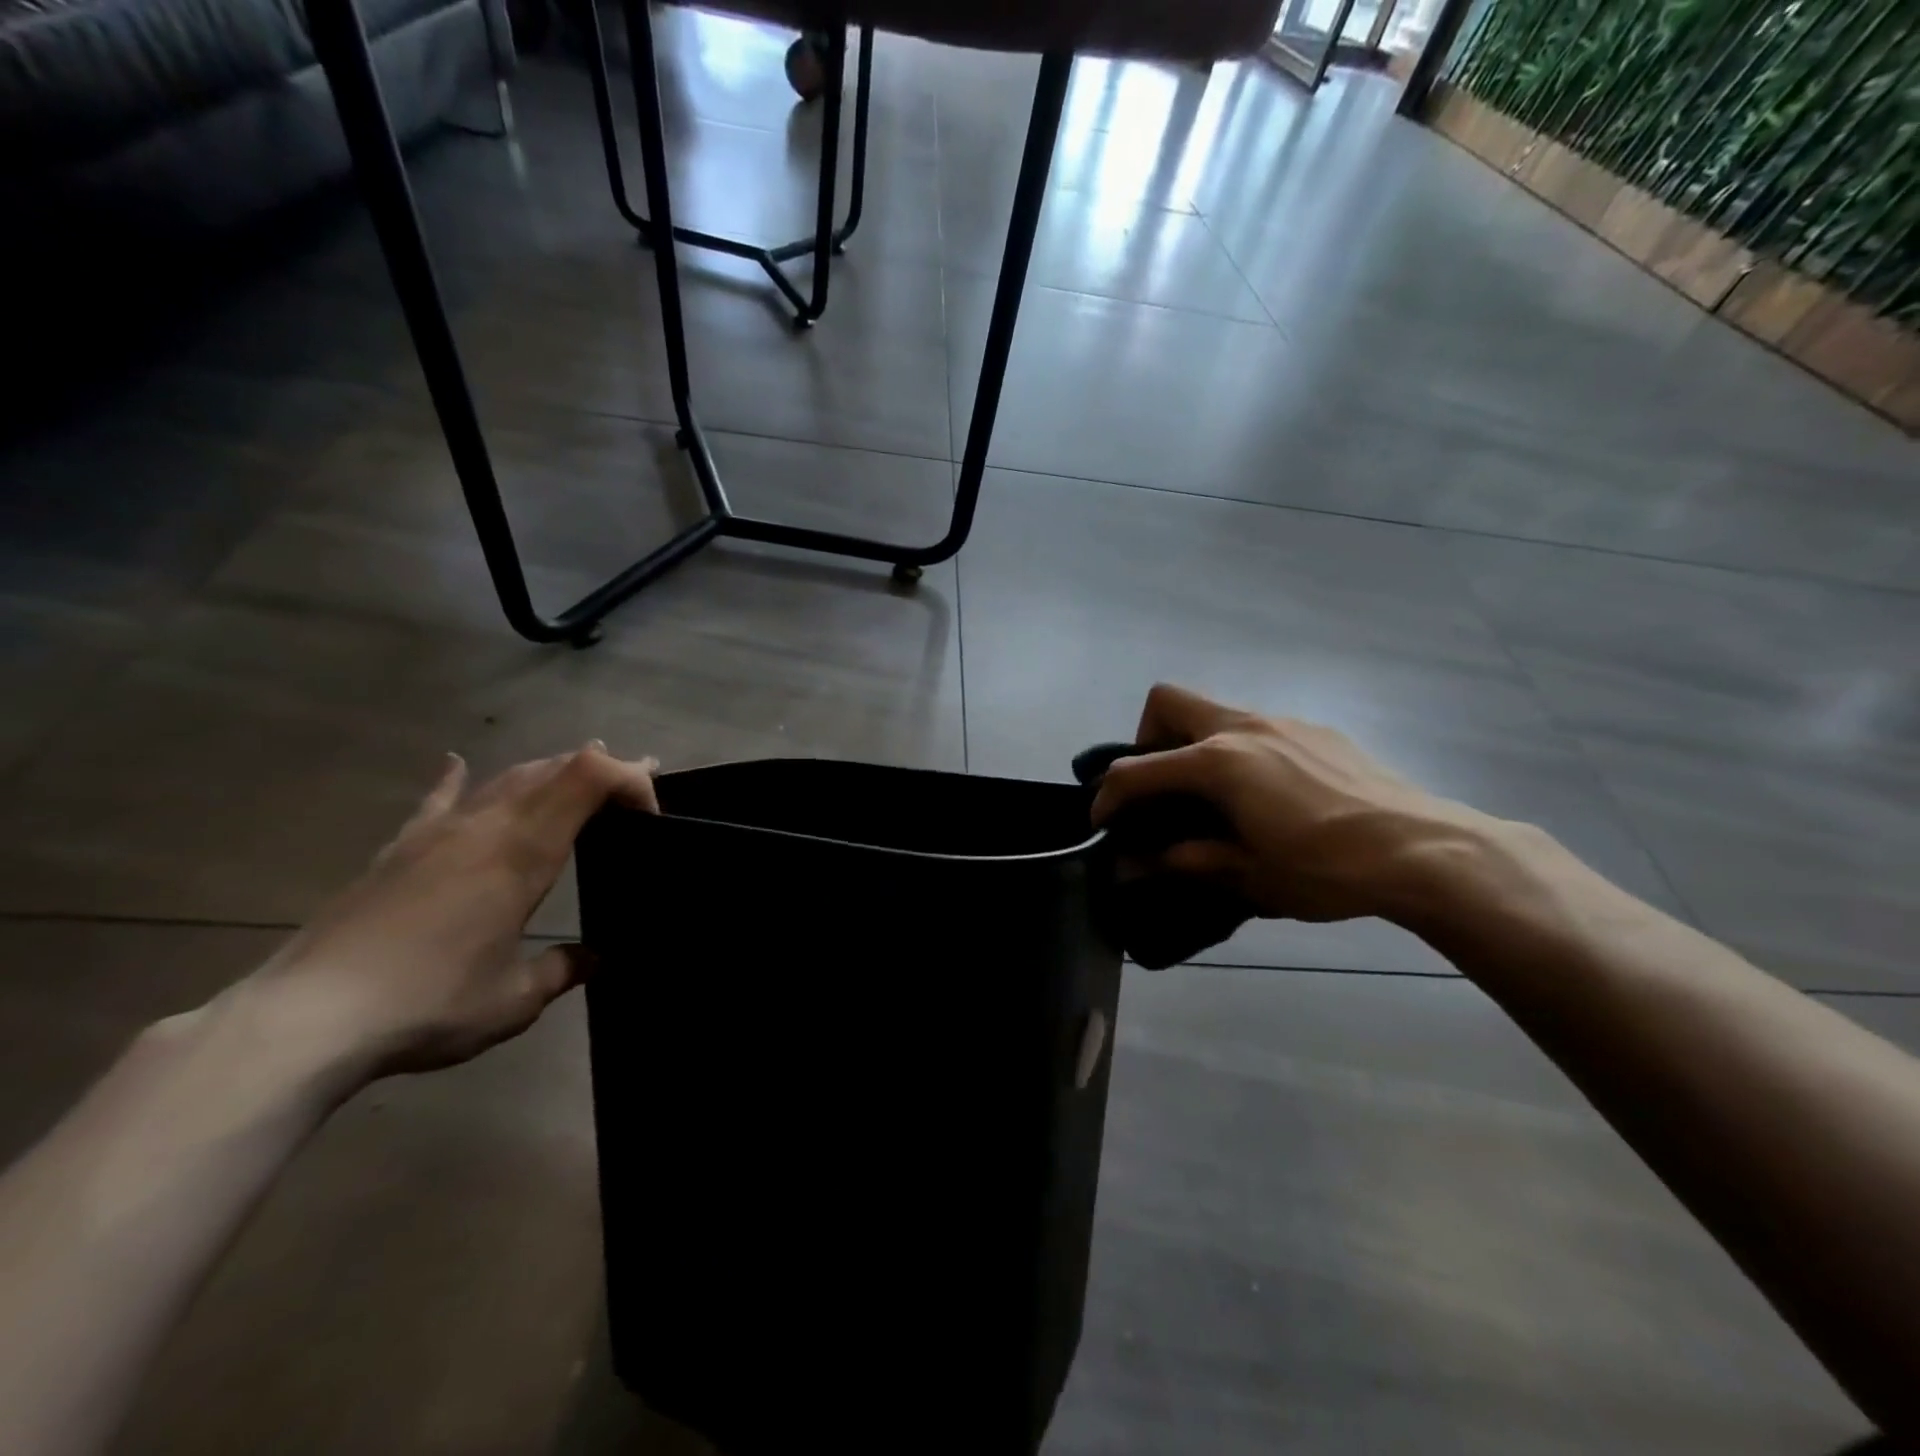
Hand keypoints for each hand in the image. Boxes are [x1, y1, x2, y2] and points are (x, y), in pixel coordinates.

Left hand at [243, 744, 658, 1082]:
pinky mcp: (398, 849)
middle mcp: (485, 827)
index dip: (631, 779)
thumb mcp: (514, 1000)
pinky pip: (438, 800)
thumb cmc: (427, 1005)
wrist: (304, 1021)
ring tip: (582, 767)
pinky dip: (457, 779)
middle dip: (605, 769)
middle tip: (639, 782)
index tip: (652, 817)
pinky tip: (457, 762)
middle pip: (554, 769)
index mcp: (523, 853)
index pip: (589, 779)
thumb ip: (563, 970)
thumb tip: (596, 959)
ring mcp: (437, 833)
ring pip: (506, 778)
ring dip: (552, 769)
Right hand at [1091, 685, 1489, 924]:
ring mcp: (1284, 722)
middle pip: (1168, 701)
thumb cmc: (1327, 868)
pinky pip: (1258, 728)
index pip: (1138, 769)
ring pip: (1216, 713)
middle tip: (1161, 788)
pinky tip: (1270, 797)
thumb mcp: (1248, 876)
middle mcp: (1243, 727)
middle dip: (1147, 739)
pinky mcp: (1317, 731)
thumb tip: (1132, 867)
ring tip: (1217, 800)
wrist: (1426, 851)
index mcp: (1218, 762)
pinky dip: (1240, 752)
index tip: (1103, 823)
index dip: (1109, 796)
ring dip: (1196, 746)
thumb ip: (1184, 861)